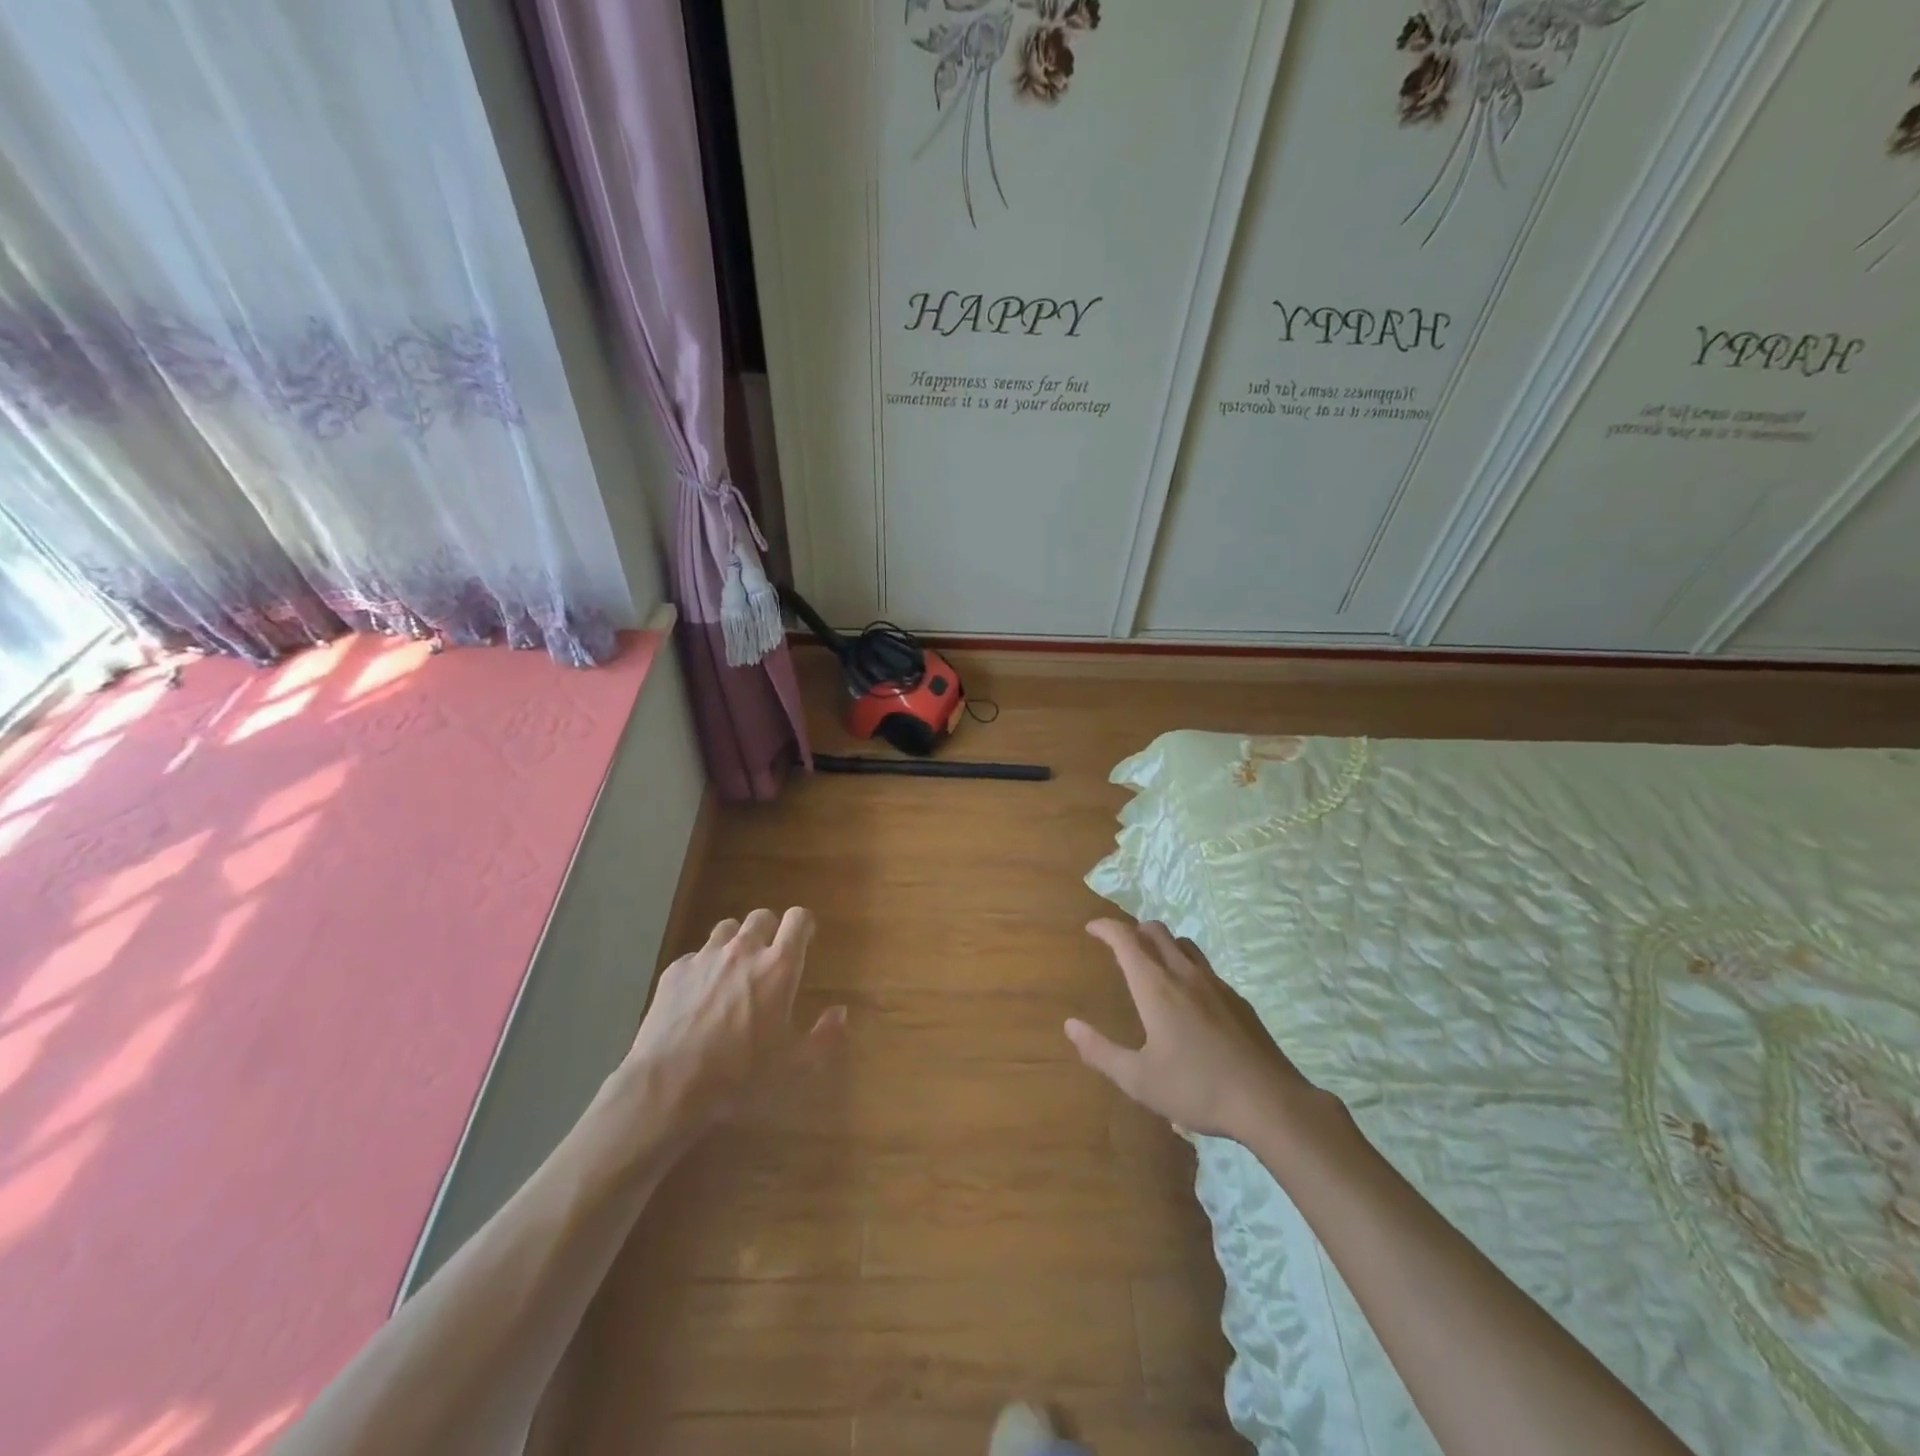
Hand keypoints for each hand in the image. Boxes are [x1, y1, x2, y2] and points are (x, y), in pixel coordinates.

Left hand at [620, 907, 845, 1127]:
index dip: (804, 925)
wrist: (668, 1085)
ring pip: (727, 929)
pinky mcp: (675, 971)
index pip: (798, 918)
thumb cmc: (740, 1075)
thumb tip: (840, 1012)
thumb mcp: (794, 1066)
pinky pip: (696, 956)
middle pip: (762, 917)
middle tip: (769, 960)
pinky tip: (699, 997)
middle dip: (770, 931)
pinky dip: (704, 967)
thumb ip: (825, 1037)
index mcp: (778, 966)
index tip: (805, 941)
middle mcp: (744, 950)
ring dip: (736, 943)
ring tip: (734, 972)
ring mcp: (706, 957)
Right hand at [1067, 918, 1320, 1142]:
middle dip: (1134, 929)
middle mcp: (1185, 975)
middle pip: (1157, 931)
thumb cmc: (1197, 1089)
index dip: (1106, 928)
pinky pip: (1205, 967)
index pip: (1126, 939)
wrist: (1269, 1102)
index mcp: (1156, 987)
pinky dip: (1186, 966)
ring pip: (1184, 944)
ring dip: (1162, 943)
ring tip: (1152, 963)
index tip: (1092, 928)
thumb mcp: (1139, 1079)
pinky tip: (1188, 998)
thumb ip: (1100, 1051)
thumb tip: (1070, 1025)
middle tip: (1119, 945)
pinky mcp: (1237, 1000)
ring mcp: (1216, 984)